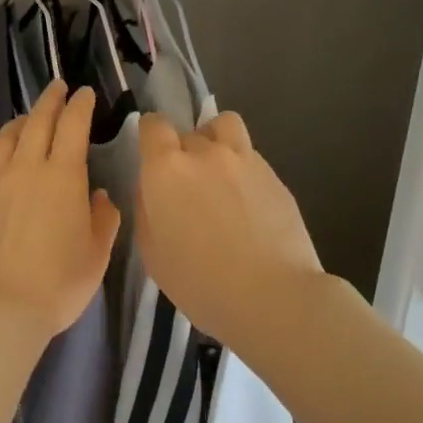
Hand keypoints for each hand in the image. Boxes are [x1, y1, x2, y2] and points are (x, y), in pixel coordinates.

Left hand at [0, 81, 121, 342]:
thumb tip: (99, 196)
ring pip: (5, 137)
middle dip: (50, 100)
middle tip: (58, 87)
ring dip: (20, 121)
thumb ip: (102, 219)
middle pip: (37, 121)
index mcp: (63, 176)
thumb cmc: (57, 283)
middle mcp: (25, 167)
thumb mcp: (96, 255)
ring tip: (27, 118)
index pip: (73, 125)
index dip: (80, 105)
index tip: (85, 93)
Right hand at [135, 111, 323, 342]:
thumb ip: (147, 209)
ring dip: (216, 140)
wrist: (272, 296)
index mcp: (167, 169)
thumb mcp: (152, 252)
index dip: (150, 136)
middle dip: (182, 151)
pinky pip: (250, 156)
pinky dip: (242, 167)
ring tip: (218, 173)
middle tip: (186, 186)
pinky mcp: (275, 175)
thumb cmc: (200, 282)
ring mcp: (245, 160)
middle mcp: (205, 152)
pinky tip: (247, 202)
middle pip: (188, 131)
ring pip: (225, 126)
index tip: (151, 156)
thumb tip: (152, 190)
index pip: (153, 125)